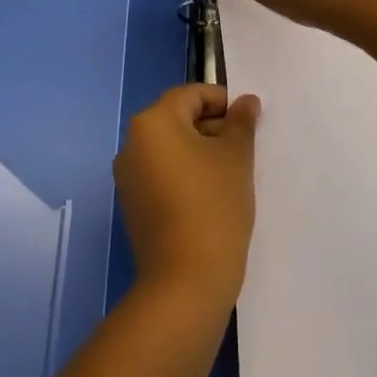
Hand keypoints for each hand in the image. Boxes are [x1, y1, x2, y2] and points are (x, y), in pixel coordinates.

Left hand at [114, 84, 260, 309]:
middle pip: (177, 119)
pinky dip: (184, 175)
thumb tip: (246, 101)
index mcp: (153, 122)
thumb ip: (241, 123)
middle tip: (244, 149)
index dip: (222, 102)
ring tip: (231, 174)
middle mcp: (132, 142)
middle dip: (211, 127)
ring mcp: (128, 176)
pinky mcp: (132, 205)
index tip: (248, 122)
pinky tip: (210, 197)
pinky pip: (161, 174)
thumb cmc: (213, 206)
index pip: (191, 95)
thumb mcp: (236, 158)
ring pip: (169, 148)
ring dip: (199, 152)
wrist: (185, 281)